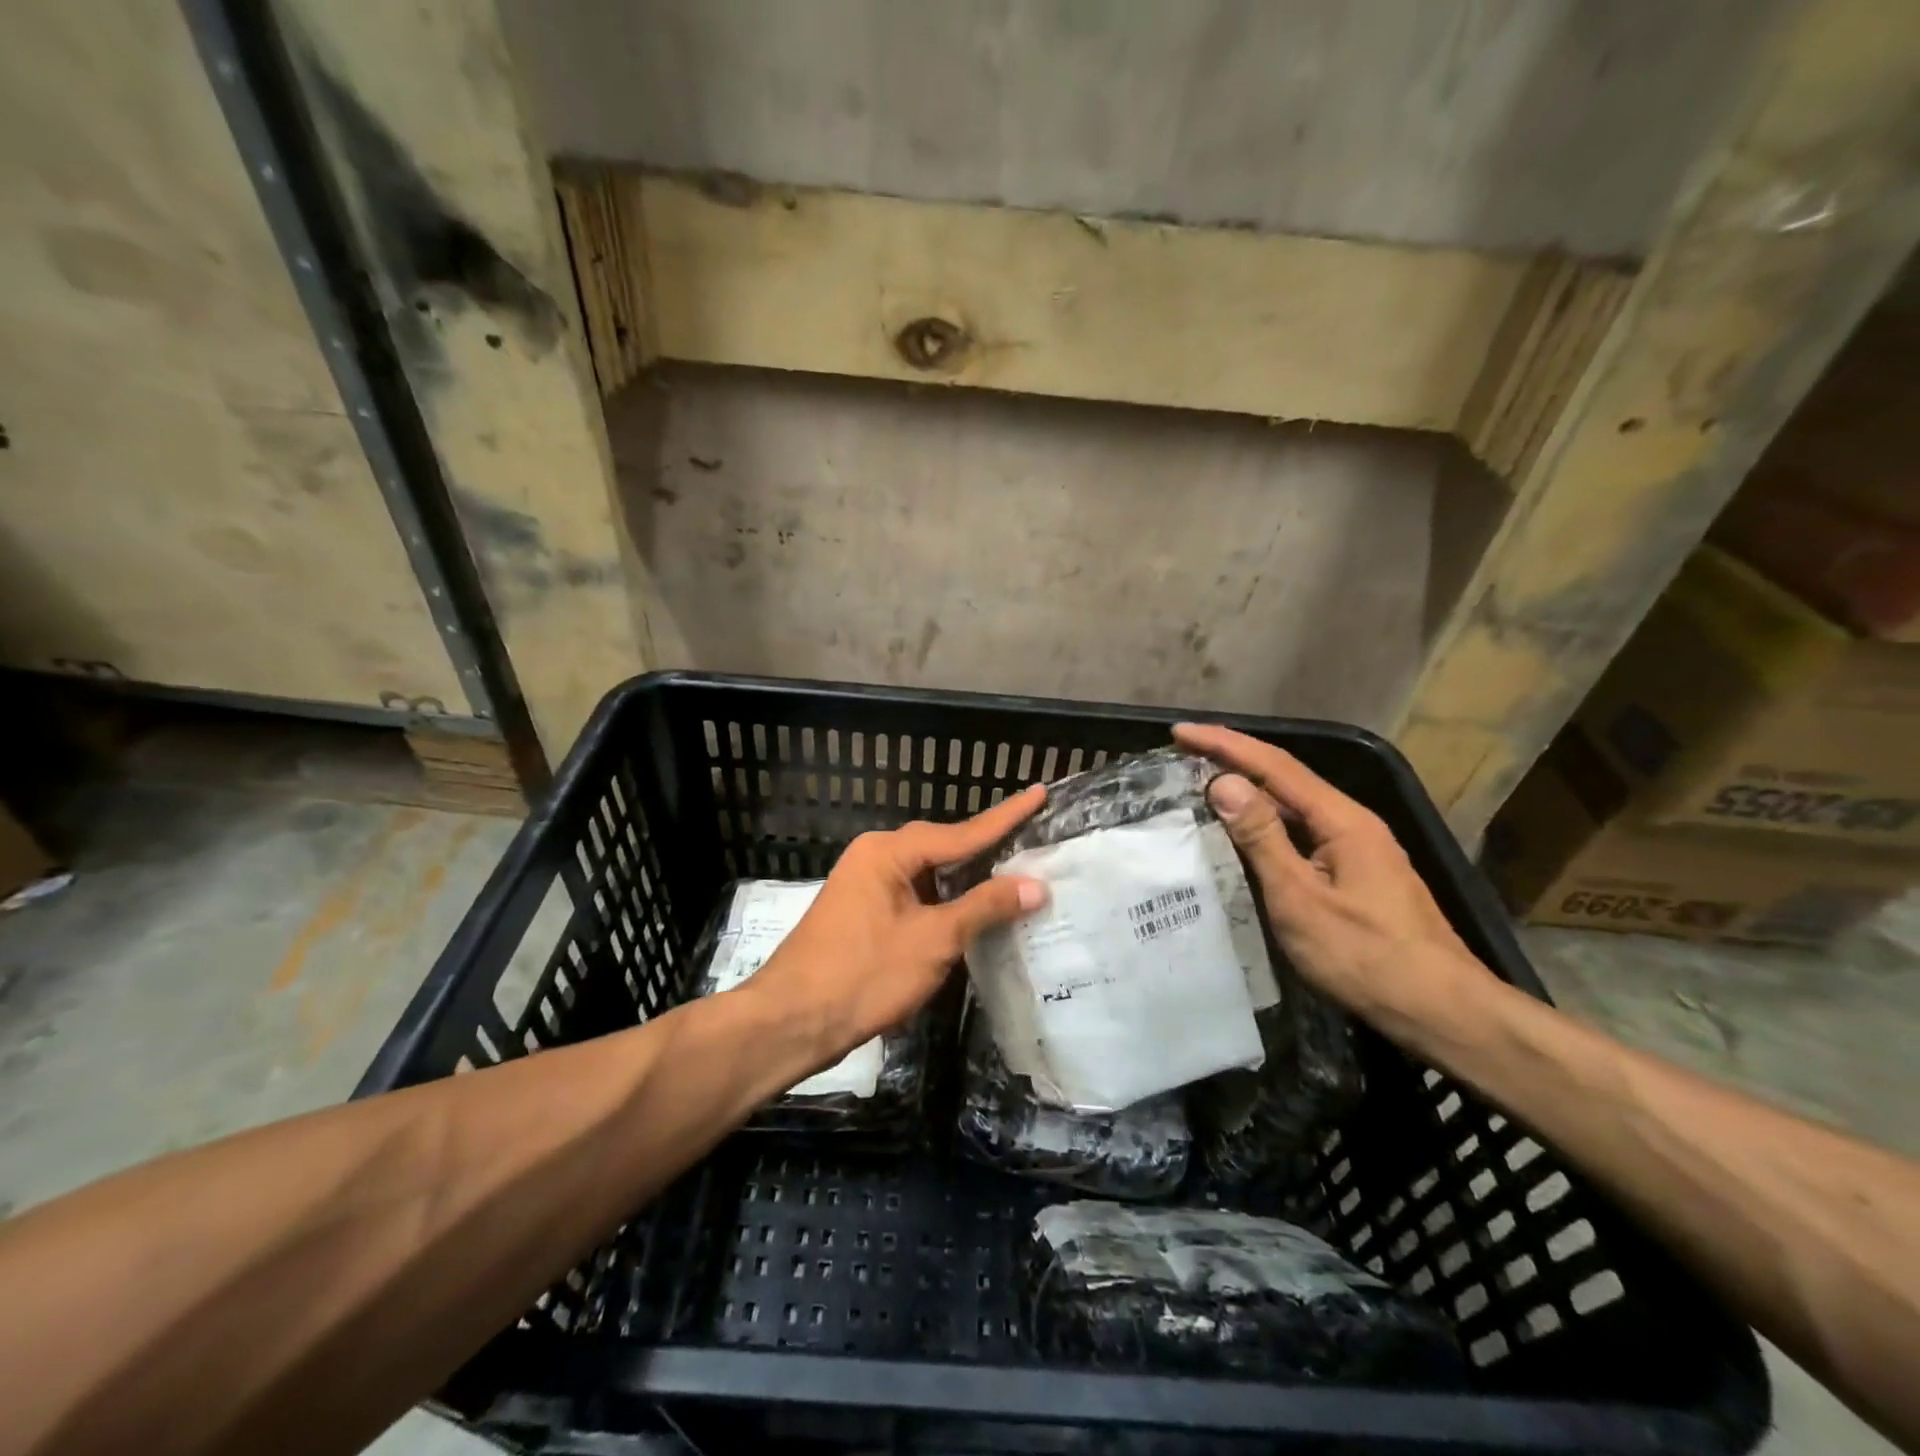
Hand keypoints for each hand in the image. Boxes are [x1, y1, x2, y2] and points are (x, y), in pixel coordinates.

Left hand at [742, 786, 1048, 1068]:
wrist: (792, 1021)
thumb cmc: (864, 975)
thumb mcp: (934, 940)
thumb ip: (985, 907)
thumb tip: (1036, 884)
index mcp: (889, 851)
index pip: (962, 832)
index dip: (1006, 816)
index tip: (1039, 792)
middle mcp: (874, 856)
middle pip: (942, 847)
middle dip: (986, 849)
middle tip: (1031, 841)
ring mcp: (864, 884)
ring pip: (927, 874)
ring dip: (964, 880)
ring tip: (1010, 877)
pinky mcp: (861, 912)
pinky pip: (912, 894)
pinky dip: (942, 901)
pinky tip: (967, 912)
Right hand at [1173, 724, 1493, 1036]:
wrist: (1441, 1011)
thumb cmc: (1366, 957)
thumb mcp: (1301, 899)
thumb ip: (1262, 839)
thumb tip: (1224, 782)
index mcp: (1342, 820)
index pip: (1275, 765)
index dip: (1225, 744)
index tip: (1182, 732)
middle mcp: (1351, 822)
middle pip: (1286, 777)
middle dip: (1234, 758)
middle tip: (1185, 751)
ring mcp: (1357, 848)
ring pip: (1294, 805)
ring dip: (1249, 788)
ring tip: (1203, 781)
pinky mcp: (1355, 872)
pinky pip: (1301, 831)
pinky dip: (1265, 820)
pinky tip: (1243, 830)